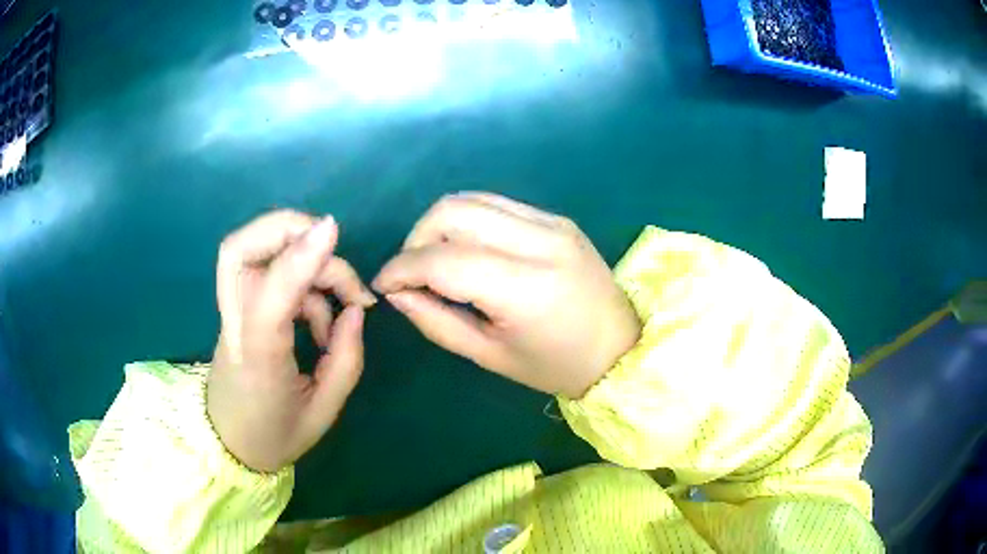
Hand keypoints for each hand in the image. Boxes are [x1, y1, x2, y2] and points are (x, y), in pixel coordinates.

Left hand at [207, 211, 375, 472]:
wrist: (229, 442)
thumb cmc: (275, 434)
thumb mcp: (323, 412)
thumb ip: (346, 359)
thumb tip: (355, 310)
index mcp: (259, 362)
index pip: (268, 300)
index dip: (298, 260)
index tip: (332, 231)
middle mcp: (237, 327)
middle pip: (237, 250)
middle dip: (285, 227)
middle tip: (330, 241)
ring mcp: (232, 313)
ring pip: (248, 251)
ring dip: (301, 253)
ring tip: (343, 297)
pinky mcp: (238, 307)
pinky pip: (266, 270)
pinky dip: (301, 278)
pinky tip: (322, 317)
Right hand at [373, 193, 640, 398]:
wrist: (620, 347)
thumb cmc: (556, 366)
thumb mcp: (490, 356)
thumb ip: (436, 322)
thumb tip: (397, 294)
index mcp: (525, 288)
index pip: (443, 259)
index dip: (402, 268)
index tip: (384, 285)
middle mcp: (540, 241)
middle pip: (452, 211)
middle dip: (416, 238)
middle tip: (412, 274)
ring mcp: (552, 222)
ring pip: (472, 199)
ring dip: (440, 225)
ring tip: (436, 261)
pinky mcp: (557, 218)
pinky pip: (497, 204)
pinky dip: (469, 221)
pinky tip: (469, 250)